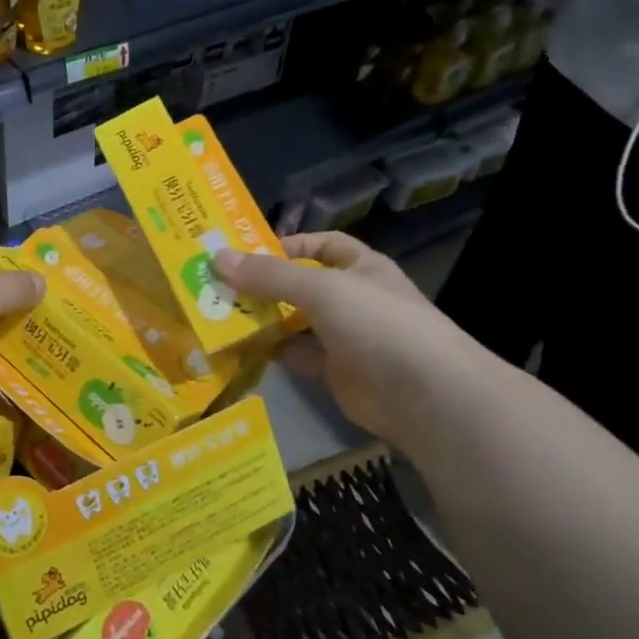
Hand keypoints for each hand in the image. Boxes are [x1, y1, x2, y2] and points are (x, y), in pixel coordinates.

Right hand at [213, 232, 490, 447]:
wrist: (422, 394)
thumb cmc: (376, 323)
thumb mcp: (321, 289)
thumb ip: (269, 275)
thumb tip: (217, 257)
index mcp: (361, 268)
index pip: (324, 245)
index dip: (290, 244)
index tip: (248, 253)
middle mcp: (353, 299)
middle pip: (302, 285)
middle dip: (264, 284)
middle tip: (218, 285)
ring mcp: (344, 337)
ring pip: (295, 322)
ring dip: (263, 319)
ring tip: (220, 315)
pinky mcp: (334, 371)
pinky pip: (296, 355)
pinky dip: (272, 351)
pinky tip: (240, 348)